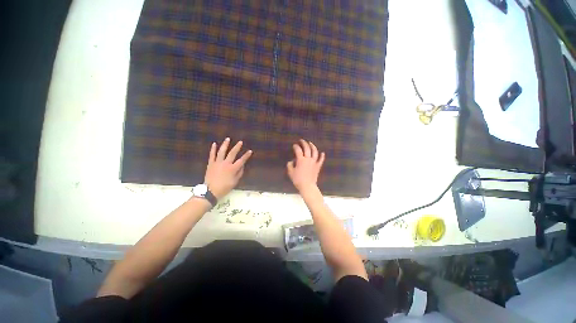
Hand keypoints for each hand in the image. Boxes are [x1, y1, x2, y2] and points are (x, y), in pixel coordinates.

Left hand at [205, 138, 252, 198]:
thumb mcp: (235, 182)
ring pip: (222, 151)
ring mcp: (217, 163)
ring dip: (225, 144)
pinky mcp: (211, 164)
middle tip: (240, 142)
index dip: (246, 156)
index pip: (241, 160)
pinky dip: (213, 149)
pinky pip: (212, 155)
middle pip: (232, 153)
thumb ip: (239, 173)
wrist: (210, 191)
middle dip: (237, 147)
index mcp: (233, 169)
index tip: (250, 151)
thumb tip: (242, 165)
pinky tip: (214, 144)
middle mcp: (226, 164)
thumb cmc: (224, 187)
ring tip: (228, 139)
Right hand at [287, 139, 324, 192]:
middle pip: (307, 148)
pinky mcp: (318, 166)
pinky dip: (322, 156)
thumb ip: (290, 165)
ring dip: (312, 146)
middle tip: (302, 140)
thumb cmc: (298, 179)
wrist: (307, 186)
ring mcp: (314, 162)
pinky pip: (321, 160)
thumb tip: (291, 161)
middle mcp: (308, 159)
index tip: (294, 145)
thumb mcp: (290, 172)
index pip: (298, 150)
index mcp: (301, 160)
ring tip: (310, 143)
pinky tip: (322, 153)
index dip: (296, 147)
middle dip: (304, 143)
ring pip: (315, 152)